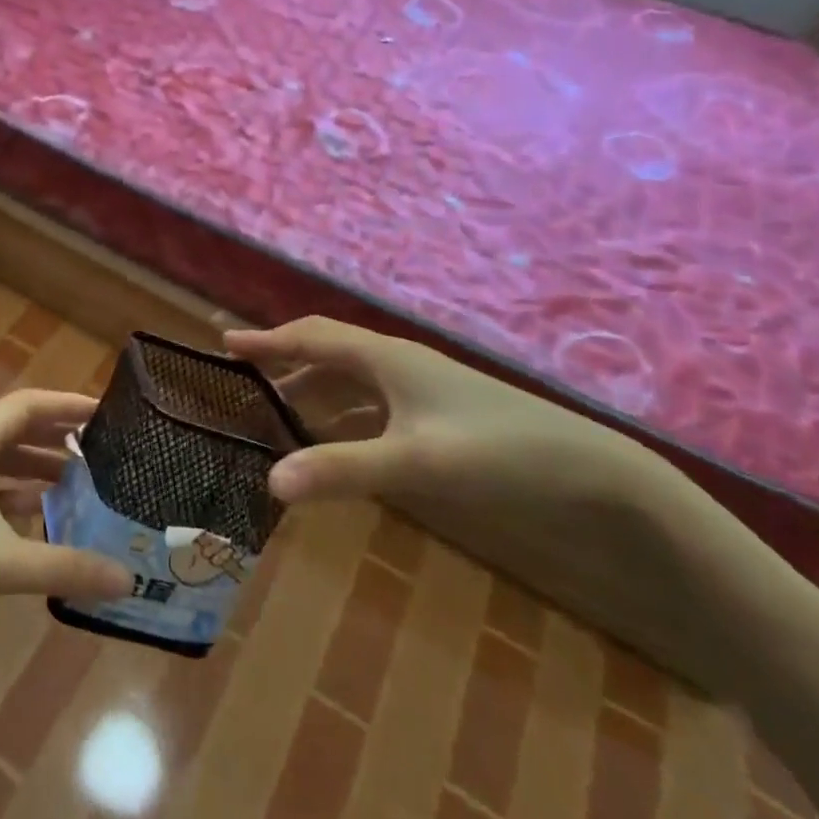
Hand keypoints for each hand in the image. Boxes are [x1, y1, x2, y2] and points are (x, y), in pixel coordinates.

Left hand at [0, 389, 134, 658]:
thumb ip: (65, 567)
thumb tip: (127, 580)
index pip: (27, 404)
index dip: (67, 405)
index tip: (107, 413)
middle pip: (14, 428)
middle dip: (56, 436)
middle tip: (100, 448)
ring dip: (36, 466)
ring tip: (77, 482)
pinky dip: (13, 493)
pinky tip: (37, 516)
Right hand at [225, 317, 714, 666]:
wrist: (592, 470)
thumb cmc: (498, 452)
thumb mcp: (415, 463)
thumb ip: (342, 470)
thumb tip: (269, 481)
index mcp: (386, 359)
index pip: (312, 337)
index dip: (267, 340)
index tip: (225, 342)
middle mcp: (400, 364)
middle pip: (329, 353)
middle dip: (285, 361)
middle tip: (245, 378)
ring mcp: (423, 389)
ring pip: (353, 379)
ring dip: (314, 390)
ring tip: (281, 411)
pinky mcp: (441, 415)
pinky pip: (375, 403)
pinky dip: (345, 414)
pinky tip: (342, 440)